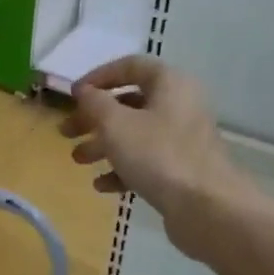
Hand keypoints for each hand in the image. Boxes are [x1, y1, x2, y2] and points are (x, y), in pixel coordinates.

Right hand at [60, 56, 233, 261]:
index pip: (130, 66)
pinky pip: (147, 161)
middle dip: (94, 118)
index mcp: (170, 84)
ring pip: (135, 134)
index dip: (98, 77)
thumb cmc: (158, 155)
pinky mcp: (182, 169)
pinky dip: (123, 168)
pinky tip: (102, 185)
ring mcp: (183, 139)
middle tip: (66, 132)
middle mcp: (179, 105)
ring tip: (78, 160)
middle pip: (129, 103)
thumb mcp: (116, 124)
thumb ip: (94, 103)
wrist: (207, 208)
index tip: (73, 95)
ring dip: (103, 145)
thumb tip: (83, 91)